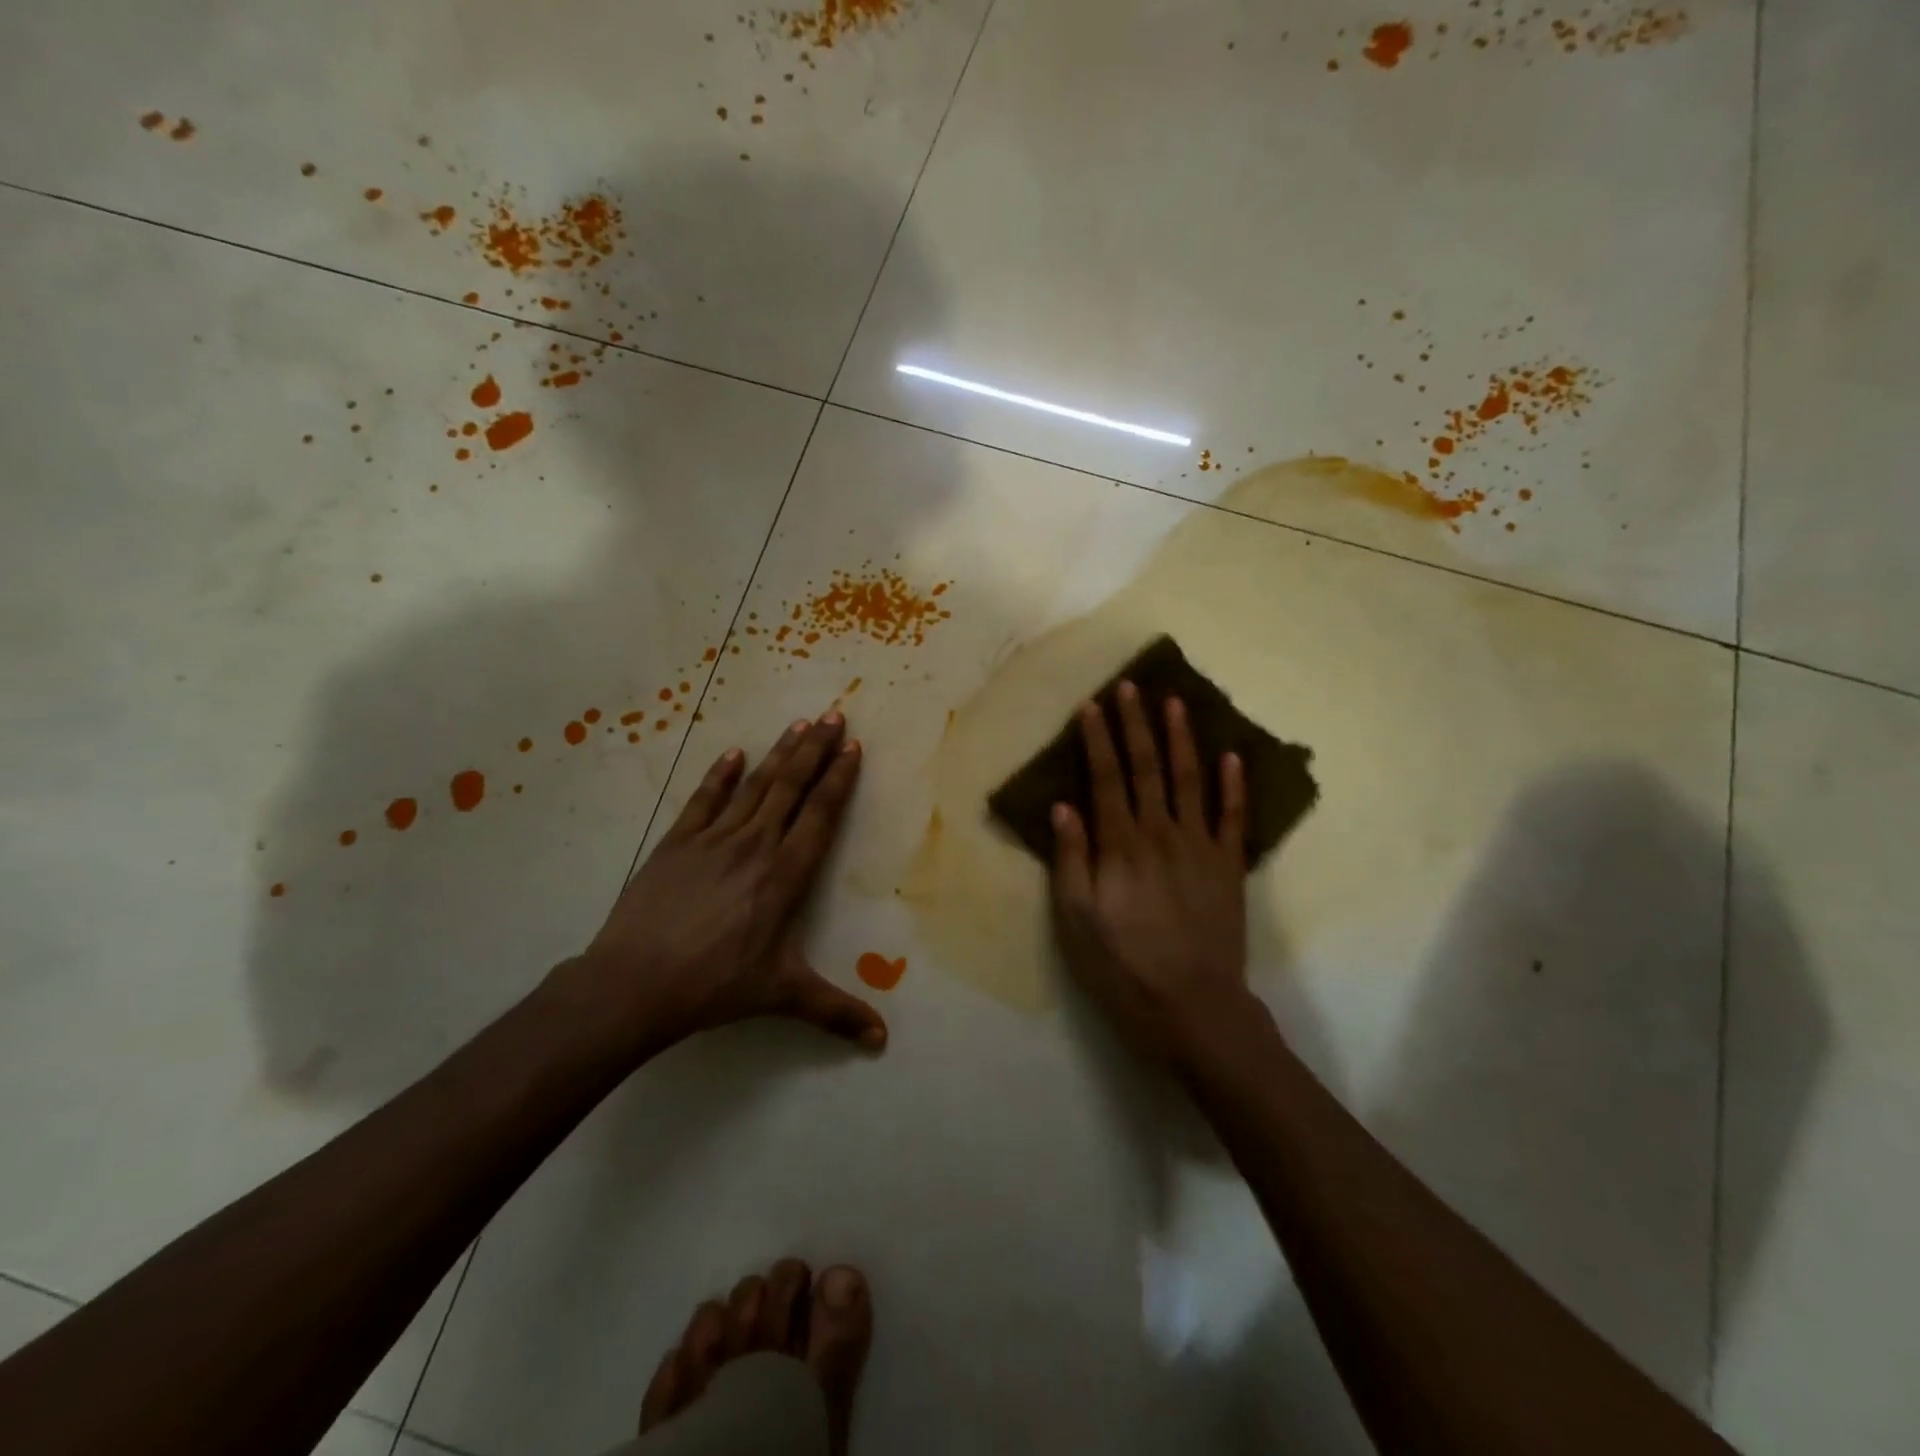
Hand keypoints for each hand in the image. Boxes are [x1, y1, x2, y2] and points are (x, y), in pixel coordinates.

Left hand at [561, 712, 885, 1059]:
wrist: (633, 983)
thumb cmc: (714, 986)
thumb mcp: (780, 996)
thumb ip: (834, 1011)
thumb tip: (881, 1041)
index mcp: (785, 876)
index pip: (820, 815)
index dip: (839, 779)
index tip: (853, 747)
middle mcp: (755, 846)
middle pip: (791, 787)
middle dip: (816, 750)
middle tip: (834, 714)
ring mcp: (713, 840)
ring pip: (754, 786)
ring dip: (779, 753)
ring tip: (799, 724)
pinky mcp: (676, 843)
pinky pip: (704, 800)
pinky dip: (719, 775)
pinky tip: (733, 754)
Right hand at [1049, 683, 1253, 1067]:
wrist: (1194, 1008)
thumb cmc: (1123, 967)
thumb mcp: (1077, 921)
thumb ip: (1071, 860)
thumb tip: (1063, 806)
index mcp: (1121, 846)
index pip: (1106, 778)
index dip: (1098, 739)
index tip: (1092, 705)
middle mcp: (1161, 833)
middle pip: (1146, 768)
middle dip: (1136, 724)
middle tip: (1130, 686)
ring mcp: (1200, 847)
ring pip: (1190, 780)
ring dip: (1181, 739)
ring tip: (1176, 702)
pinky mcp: (1229, 867)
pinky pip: (1233, 818)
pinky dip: (1234, 786)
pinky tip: (1231, 756)